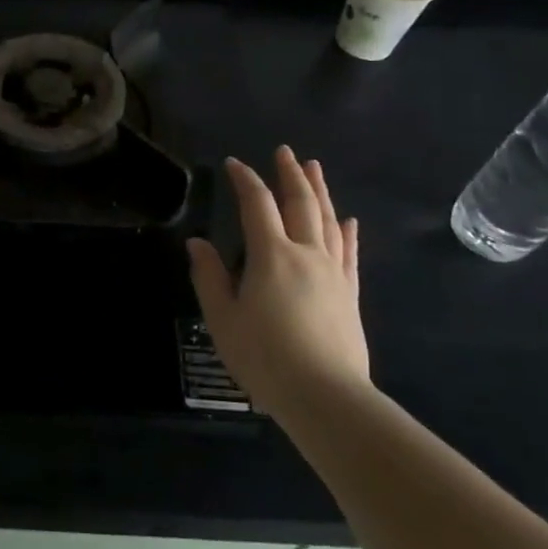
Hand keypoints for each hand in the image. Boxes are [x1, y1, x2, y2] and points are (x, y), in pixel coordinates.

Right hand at [187, 148, 368, 407]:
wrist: (325, 396)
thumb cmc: (264, 357)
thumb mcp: (223, 318)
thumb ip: (210, 277)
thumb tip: (198, 242)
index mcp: (271, 256)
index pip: (256, 205)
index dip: (245, 180)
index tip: (233, 164)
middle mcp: (306, 254)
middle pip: (300, 204)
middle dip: (290, 174)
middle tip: (285, 152)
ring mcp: (332, 273)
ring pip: (328, 221)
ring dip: (320, 192)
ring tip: (315, 168)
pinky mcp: (349, 294)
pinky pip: (349, 253)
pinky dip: (348, 232)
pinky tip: (349, 220)